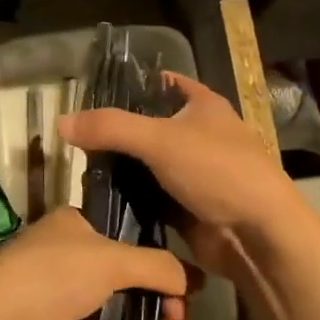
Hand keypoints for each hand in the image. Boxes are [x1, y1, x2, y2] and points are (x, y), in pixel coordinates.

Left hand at [0, 208, 192, 319]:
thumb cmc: (53, 278)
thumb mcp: (111, 259)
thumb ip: (155, 265)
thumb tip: (188, 279)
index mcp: (75, 228)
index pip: (128, 239)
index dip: (160, 263)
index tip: (189, 287)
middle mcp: (70, 262)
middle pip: (130, 282)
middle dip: (162, 304)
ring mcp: (65, 304)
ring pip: (122, 315)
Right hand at [56, 74, 299, 281]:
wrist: (258, 235)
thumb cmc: (217, 172)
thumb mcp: (160, 140)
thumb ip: (110, 128)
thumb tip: (61, 122)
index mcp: (203, 106)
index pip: (162, 84)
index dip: (132, 85)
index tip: (92, 96)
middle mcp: (200, 135)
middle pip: (150, 127)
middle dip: (117, 133)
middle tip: (76, 140)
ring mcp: (194, 173)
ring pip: (148, 165)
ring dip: (121, 169)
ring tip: (80, 170)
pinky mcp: (188, 206)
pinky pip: (151, 197)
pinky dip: (131, 198)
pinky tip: (100, 200)